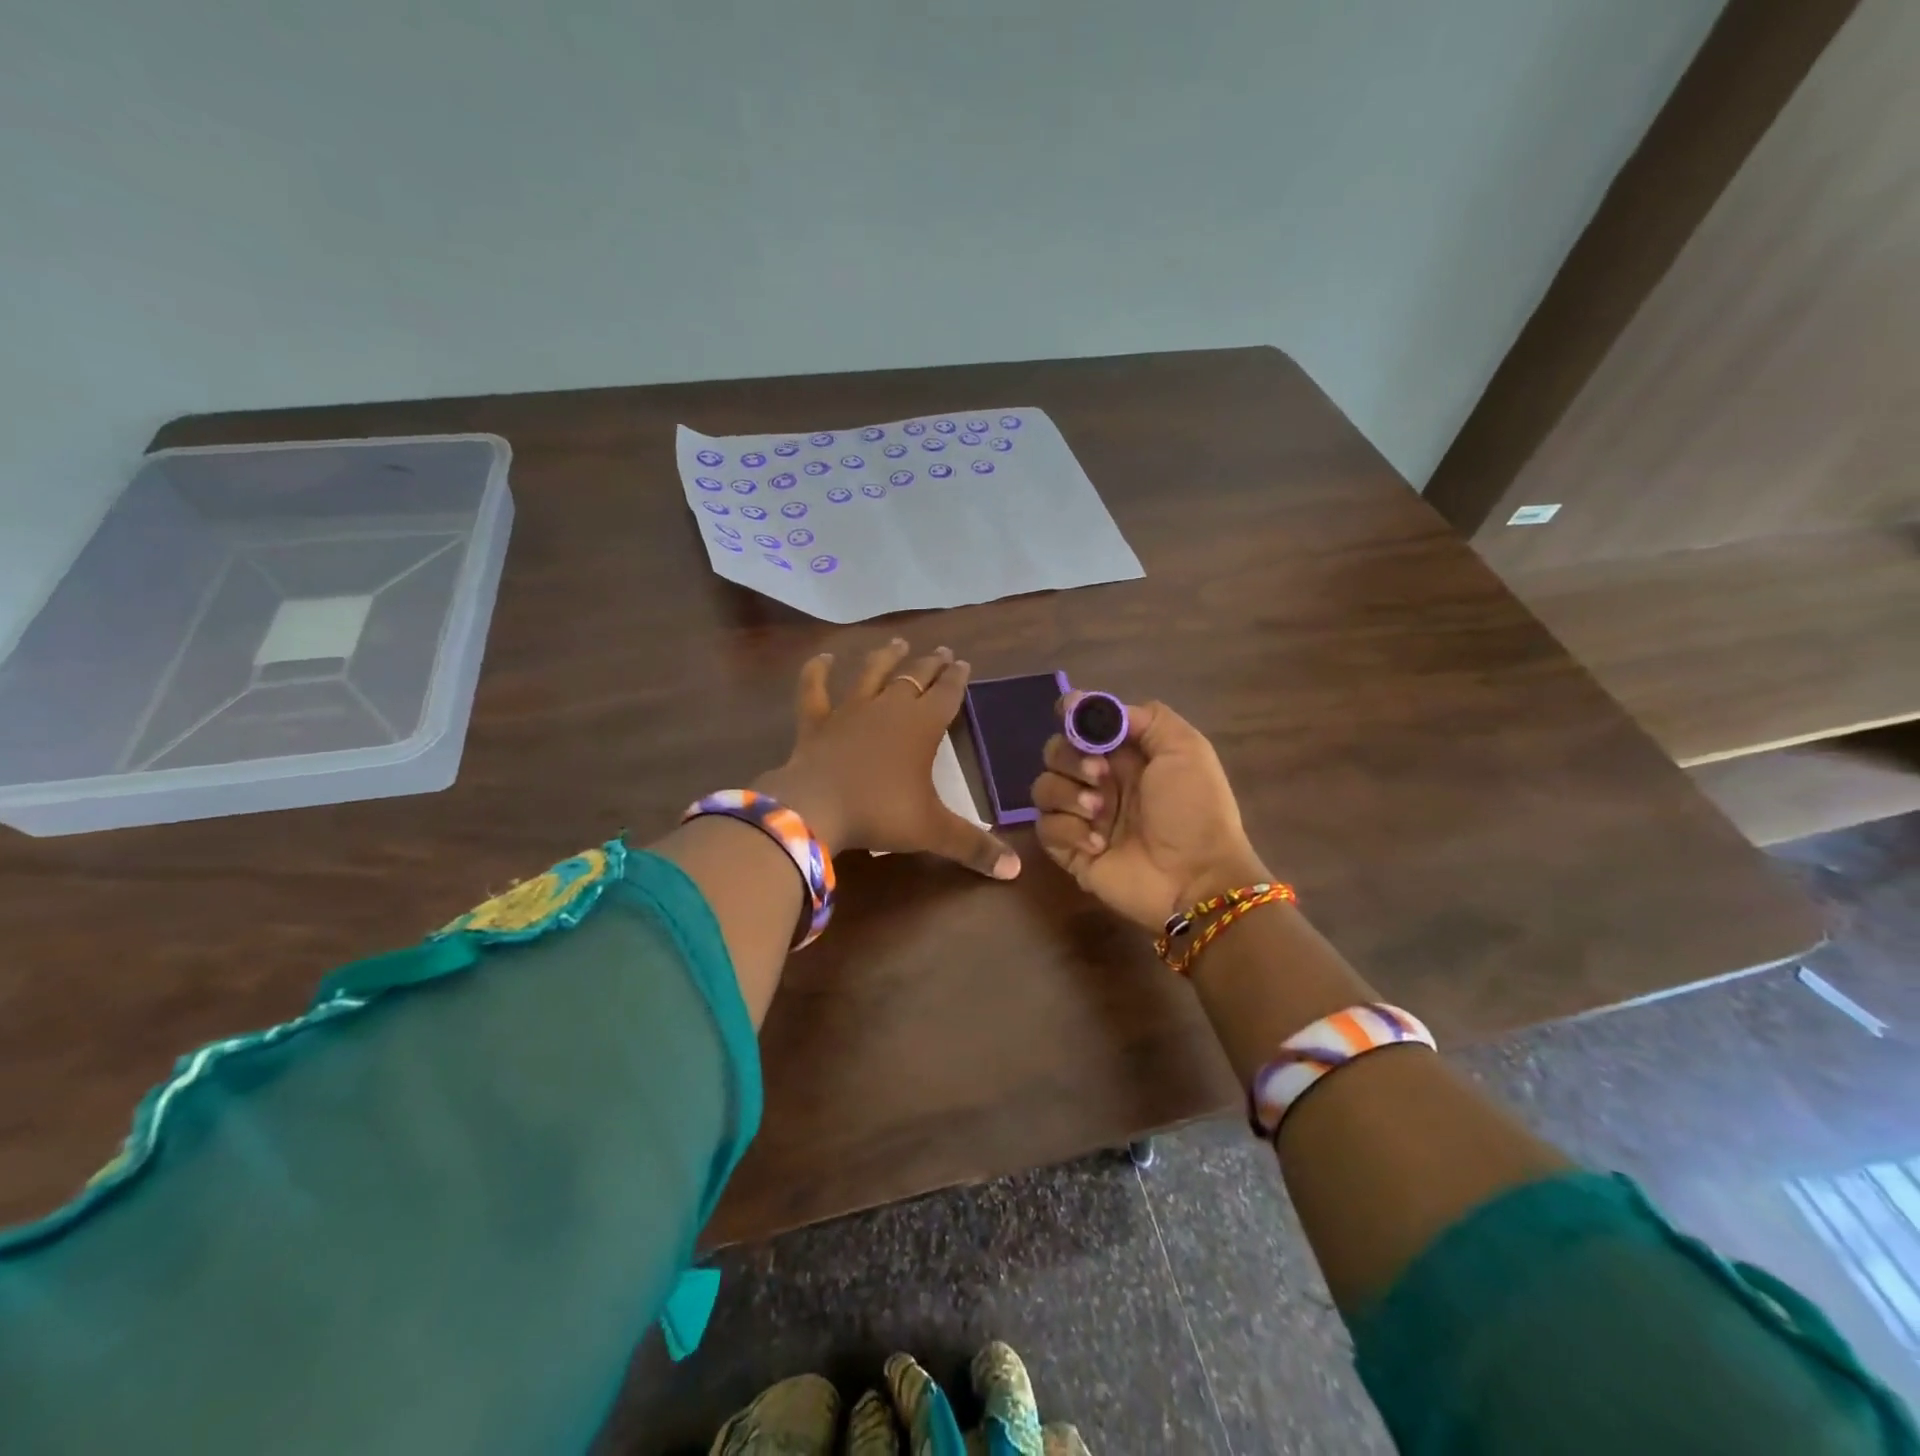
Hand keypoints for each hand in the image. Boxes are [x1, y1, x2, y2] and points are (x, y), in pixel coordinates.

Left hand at [756, 639, 1020, 879]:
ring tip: (898, 643)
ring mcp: (849, 710)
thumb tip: (1015, 871)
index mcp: (922, 725)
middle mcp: (889, 708)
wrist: (816, 808)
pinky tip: (823, 658)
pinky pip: (815, 690)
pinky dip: (817, 672)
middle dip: (930, 664)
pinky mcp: (816, 721)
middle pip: (914, 677)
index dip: (957, 679)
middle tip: (941, 651)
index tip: (963, 663)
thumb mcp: (933, 831)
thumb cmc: (881, 813)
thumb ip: (974, 847)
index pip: (947, 694)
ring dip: (886, 658)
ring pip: (871, 674)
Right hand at [1031, 696, 1265, 928]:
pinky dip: (1068, 831)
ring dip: (1067, 795)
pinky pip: (1044, 827)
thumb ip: (1145, 718)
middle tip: (1100, 776)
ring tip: (1099, 814)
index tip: (1068, 712)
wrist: (1196, 879)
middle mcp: (1100, 781)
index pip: (1082, 724)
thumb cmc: (1195, 810)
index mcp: (1126, 754)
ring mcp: (1083, 816)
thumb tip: (1095, 708)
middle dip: (1070, 758)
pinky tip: (1097, 844)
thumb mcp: (1185, 750)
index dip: (1070, 715)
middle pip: (1055, 751)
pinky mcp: (1070, 850)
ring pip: (1043, 787)